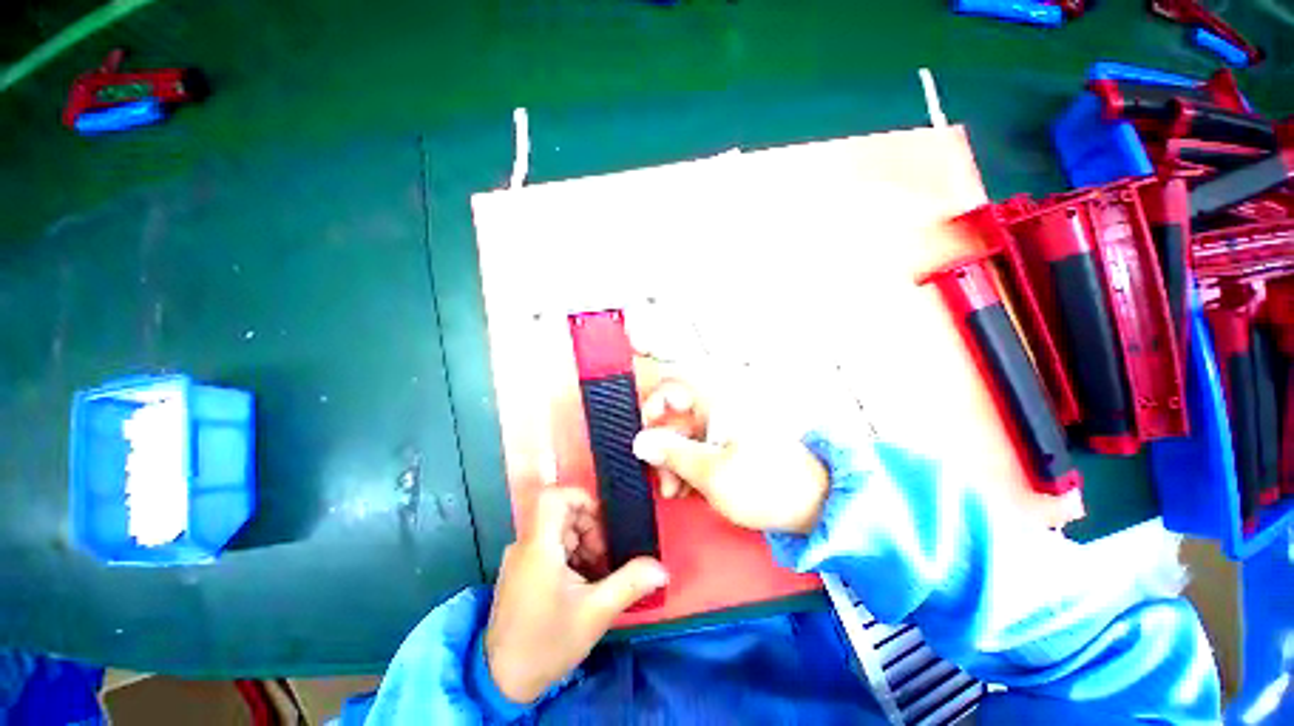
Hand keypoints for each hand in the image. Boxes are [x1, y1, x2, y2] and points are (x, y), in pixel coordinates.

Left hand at [484, 487, 668, 703]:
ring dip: (583, 543)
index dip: (581, 498)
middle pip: (562, 513)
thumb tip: (661, 568)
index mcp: (538, 547)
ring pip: (558, 530)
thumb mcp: (595, 614)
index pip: (553, 496)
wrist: (502, 682)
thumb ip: (630, 583)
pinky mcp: (521, 571)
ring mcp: (521, 557)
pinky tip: (582, 583)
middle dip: (590, 529)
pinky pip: (550, 546)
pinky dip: (571, 555)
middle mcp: (525, 545)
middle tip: (604, 558)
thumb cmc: (547, 644)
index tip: (603, 523)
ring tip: (596, 574)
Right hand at [632, 379, 829, 534]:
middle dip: (662, 448)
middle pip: (674, 416)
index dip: (653, 408)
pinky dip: (689, 467)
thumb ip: (671, 454)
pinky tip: (688, 491)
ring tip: (675, 492)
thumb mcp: (712, 473)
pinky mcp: (729, 445)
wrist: (815, 504)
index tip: (647, 438)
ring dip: (673, 462)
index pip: (672, 387)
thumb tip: (640, 441)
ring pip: (683, 436)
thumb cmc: (764, 484)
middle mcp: (717, 408)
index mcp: (716, 403)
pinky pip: (698, 448)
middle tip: (663, 482)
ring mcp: (724, 428)